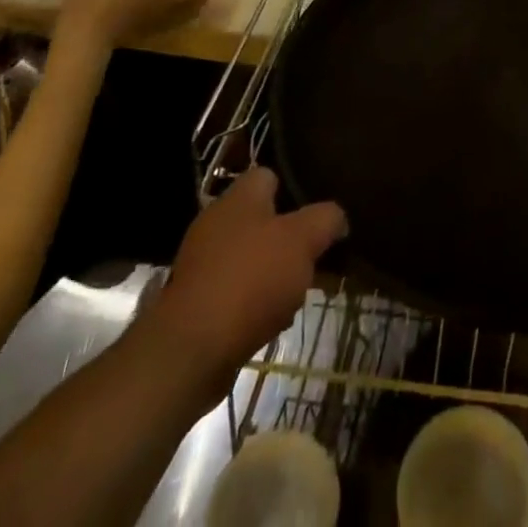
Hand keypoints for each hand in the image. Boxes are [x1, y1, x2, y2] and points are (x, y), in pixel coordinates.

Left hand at [138, 169, 345, 404]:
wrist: (190, 351)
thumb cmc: (252, 279)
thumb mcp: (304, 240)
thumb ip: (326, 219)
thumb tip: (337, 217)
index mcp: (239, 197)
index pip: (270, 175)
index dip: (295, 190)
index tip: (318, 213)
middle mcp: (216, 222)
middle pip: (263, 220)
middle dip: (290, 239)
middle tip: (315, 257)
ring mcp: (201, 263)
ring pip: (251, 258)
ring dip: (274, 273)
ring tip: (298, 295)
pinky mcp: (195, 302)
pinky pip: (235, 291)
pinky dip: (254, 303)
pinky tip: (271, 321)